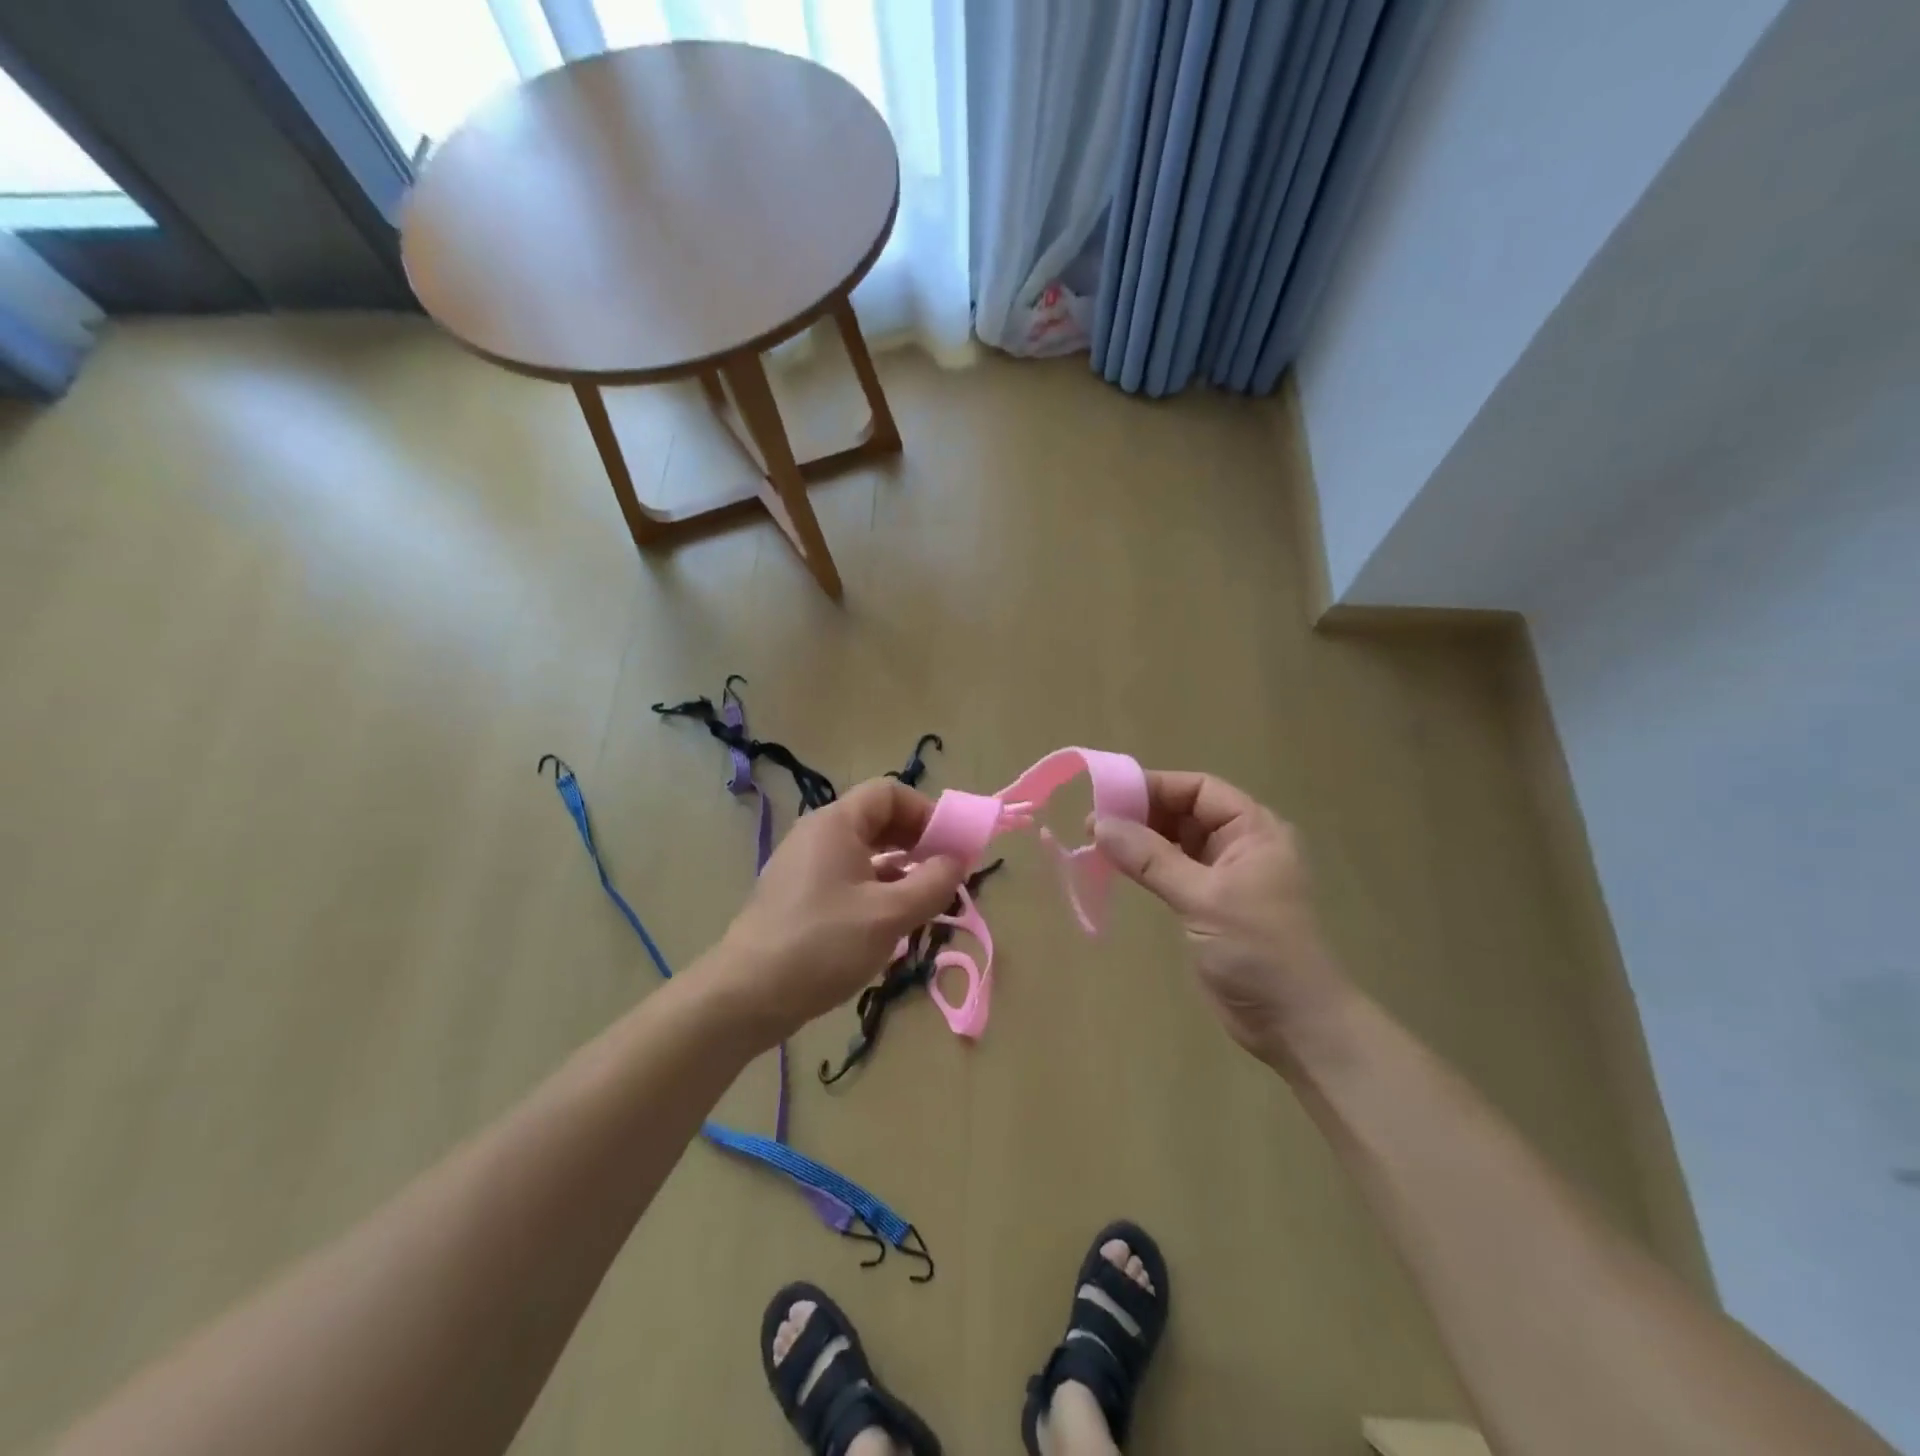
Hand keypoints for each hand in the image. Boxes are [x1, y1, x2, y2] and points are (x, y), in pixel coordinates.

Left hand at [713, 778, 965, 1044]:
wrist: (746, 995)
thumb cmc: (823, 945)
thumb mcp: (889, 915)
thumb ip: (933, 883)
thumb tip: (956, 861)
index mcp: (836, 823)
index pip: (889, 793)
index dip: (926, 812)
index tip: (950, 847)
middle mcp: (818, 834)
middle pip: (877, 820)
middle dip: (916, 842)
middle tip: (944, 875)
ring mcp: (804, 865)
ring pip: (864, 852)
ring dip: (899, 870)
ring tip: (924, 902)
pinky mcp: (798, 895)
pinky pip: (847, 877)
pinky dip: (875, 889)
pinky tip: (890, 922)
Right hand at [1094, 771, 1347, 1064]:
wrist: (1293, 1024)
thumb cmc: (1258, 951)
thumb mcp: (1203, 898)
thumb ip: (1151, 859)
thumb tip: (1100, 824)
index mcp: (1255, 831)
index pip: (1200, 789)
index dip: (1155, 787)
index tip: (1108, 796)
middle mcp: (1242, 845)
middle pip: (1186, 811)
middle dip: (1142, 812)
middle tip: (1094, 823)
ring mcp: (1226, 875)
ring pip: (1176, 840)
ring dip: (1140, 838)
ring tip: (1097, 842)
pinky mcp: (1210, 903)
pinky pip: (1173, 869)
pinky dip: (1146, 864)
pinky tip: (1118, 866)